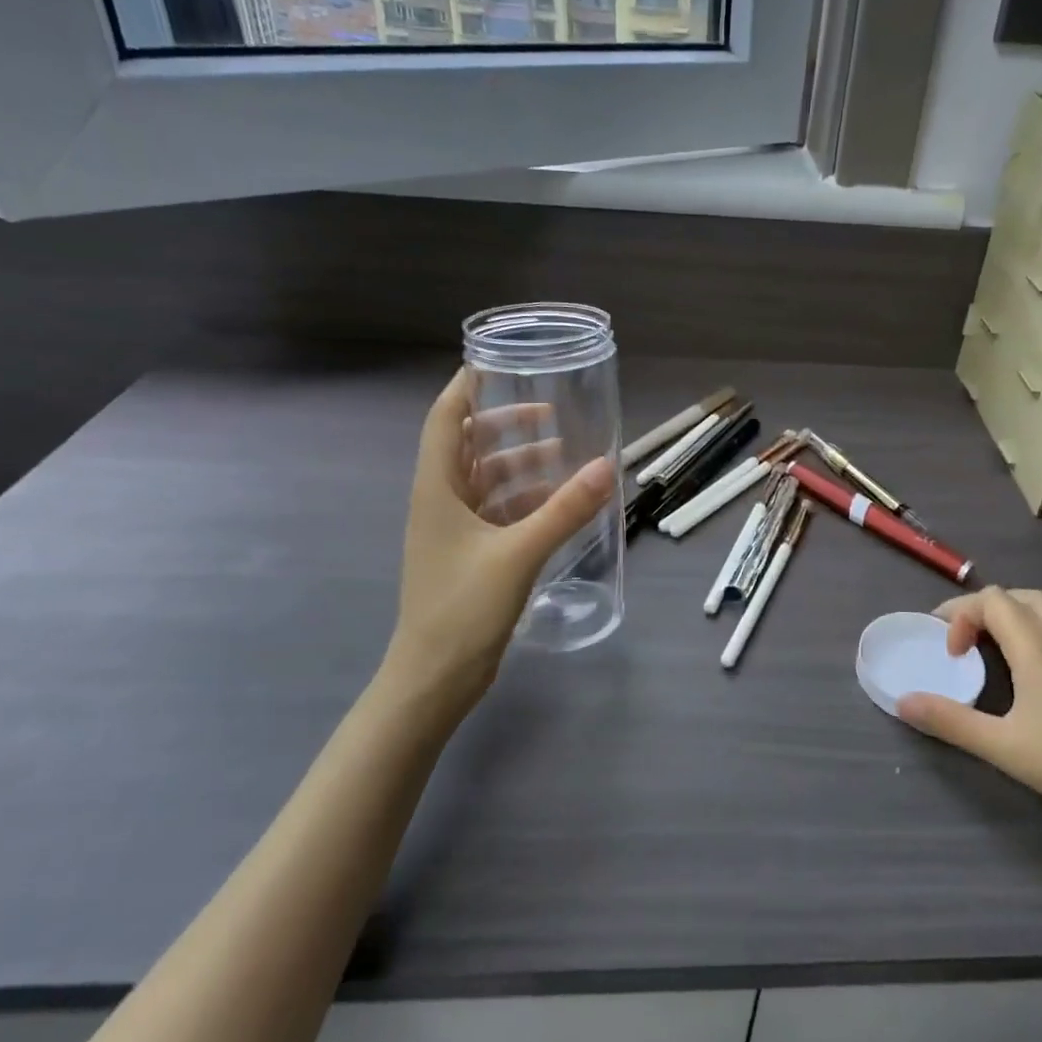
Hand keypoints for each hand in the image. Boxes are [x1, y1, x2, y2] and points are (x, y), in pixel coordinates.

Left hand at [380, 370, 614, 723]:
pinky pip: (499, 512)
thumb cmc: (463, 607)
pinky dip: (526, 500)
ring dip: (521, 465)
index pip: (446, 419)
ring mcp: (454, 531)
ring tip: (564, 456)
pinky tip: (558, 503)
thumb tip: (607, 466)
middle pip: (469, 446)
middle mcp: (441, 501)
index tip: (497, 363)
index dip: (466, 387)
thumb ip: (565, 509)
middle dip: (506, 425)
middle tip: (550, 414)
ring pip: (487, 481)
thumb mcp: (519, 553)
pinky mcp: (470, 556)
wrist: (434, 678)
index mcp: (437, 489)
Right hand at [897, 587, 1041, 844]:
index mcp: (1035, 645)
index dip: (959, 615)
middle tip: (961, 644)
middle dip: (979, 611)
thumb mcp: (1003, 747)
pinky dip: (1036, 626)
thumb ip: (950, 721)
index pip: (990, 600)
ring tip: (993, 647)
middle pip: (1014, 596)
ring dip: (1010, 615)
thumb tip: (904, 701)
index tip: (950, 655)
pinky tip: (1035, 661)